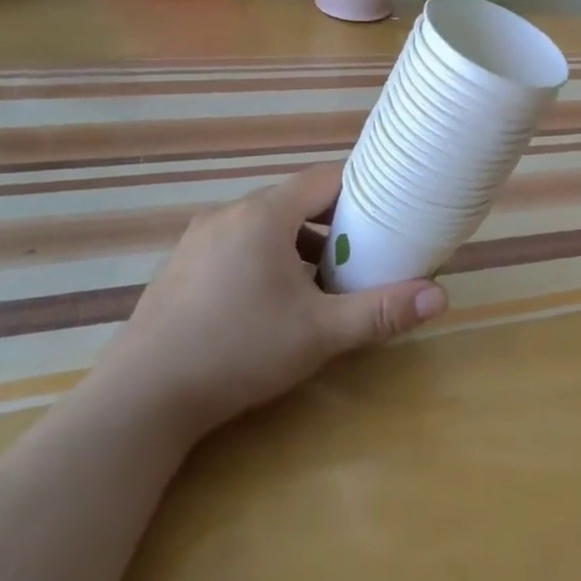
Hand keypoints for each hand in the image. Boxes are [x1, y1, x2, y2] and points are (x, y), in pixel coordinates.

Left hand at [101, 163, 446, 438]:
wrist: (140, 400)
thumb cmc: (239, 350)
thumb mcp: (321, 332)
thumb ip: (381, 311)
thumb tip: (441, 296)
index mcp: (264, 214)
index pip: (324, 180)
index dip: (360, 193)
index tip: (386, 216)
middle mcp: (228, 214)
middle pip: (295, 202)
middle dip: (331, 225)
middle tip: (360, 258)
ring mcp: (197, 241)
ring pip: (263, 226)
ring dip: (297, 245)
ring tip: (319, 284)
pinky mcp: (179, 269)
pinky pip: (235, 246)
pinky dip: (263, 260)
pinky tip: (269, 304)